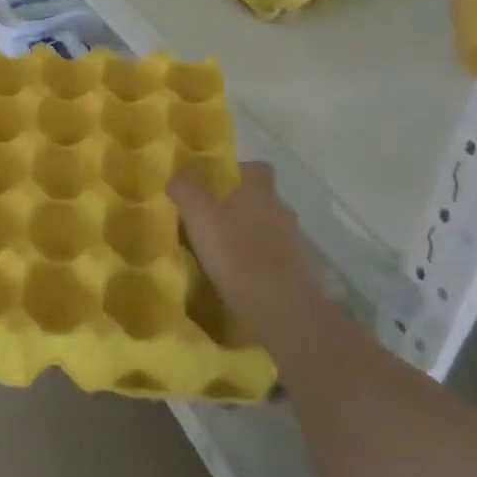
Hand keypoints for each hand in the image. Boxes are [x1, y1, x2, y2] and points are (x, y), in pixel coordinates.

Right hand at [168, 162, 314, 334]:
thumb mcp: (198, 215)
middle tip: (215, 221)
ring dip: (253, 236)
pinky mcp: (299, 272)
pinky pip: (277, 259)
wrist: (278, 307)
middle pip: (263, 200)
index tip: (218, 185)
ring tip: (226, 253)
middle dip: (243, 207)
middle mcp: (282, 210)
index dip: (239, 173)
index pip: (257, 168)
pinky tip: (242, 278)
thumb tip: (177, 176)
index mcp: (260, 191)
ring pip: (270, 229)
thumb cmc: (235, 252)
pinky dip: (262, 263)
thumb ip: (185, 190)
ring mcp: (295, 242)